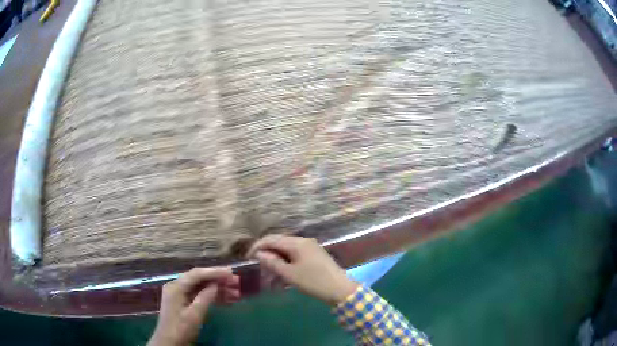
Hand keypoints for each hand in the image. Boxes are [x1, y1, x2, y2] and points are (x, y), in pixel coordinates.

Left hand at [148, 267, 239, 345]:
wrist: (169, 342)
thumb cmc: (180, 329)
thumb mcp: (194, 315)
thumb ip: (205, 297)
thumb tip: (216, 284)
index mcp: (176, 287)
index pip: (197, 274)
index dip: (214, 272)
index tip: (231, 272)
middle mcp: (176, 286)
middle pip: (199, 279)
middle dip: (218, 279)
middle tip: (236, 282)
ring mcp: (179, 294)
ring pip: (201, 287)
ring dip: (217, 289)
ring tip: (235, 292)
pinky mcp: (183, 302)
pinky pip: (199, 295)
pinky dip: (212, 296)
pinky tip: (226, 300)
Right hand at [247, 235, 357, 304]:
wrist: (340, 288)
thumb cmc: (313, 281)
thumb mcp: (289, 274)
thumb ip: (272, 262)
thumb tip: (258, 254)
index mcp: (297, 243)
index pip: (271, 239)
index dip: (257, 246)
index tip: (248, 257)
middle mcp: (304, 240)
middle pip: (279, 241)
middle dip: (266, 250)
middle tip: (257, 263)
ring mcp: (311, 246)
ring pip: (287, 247)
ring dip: (276, 255)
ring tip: (268, 268)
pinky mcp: (315, 253)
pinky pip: (295, 252)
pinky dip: (286, 258)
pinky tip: (282, 268)